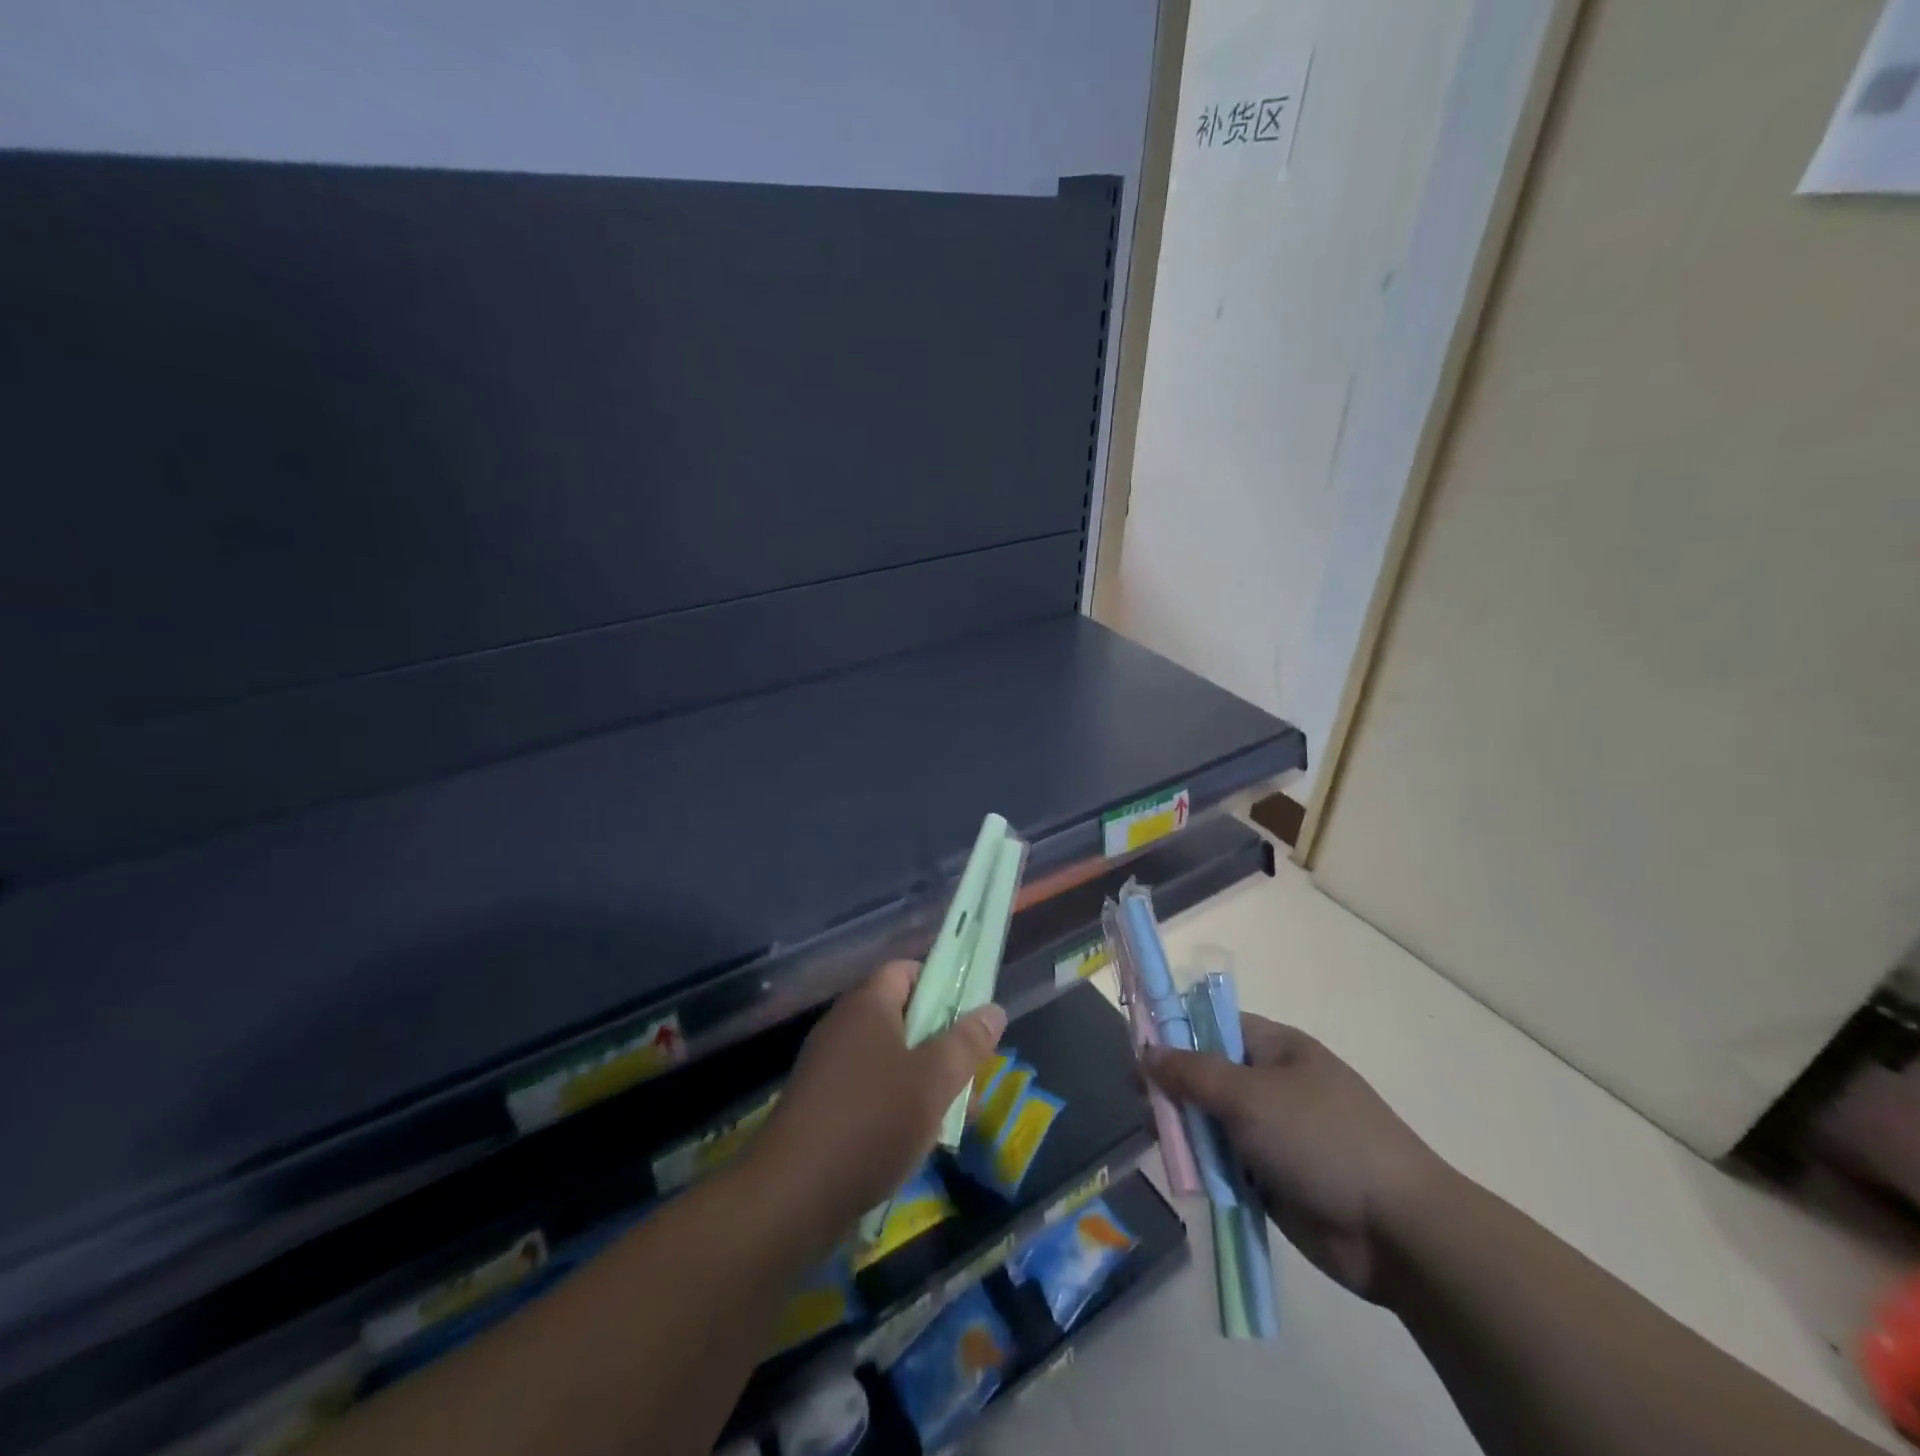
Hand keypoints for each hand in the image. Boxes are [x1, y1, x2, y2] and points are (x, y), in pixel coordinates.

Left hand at [748, 961, 1005, 1249]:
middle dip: (943, 1045)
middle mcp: (844, 1025)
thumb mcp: (935, 1080)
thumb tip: (993, 1010)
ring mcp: (828, 1066)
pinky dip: (897, 1106)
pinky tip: (916, 1142)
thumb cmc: (872, 1121)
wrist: (791, 1195)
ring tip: (954, 1120)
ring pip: (890, 1059)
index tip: (971, 1018)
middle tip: (971, 1079)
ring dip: (925, 1082)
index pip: (908, 971)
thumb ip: (967, 1042)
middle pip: (904, 1017)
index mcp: (868, 1004)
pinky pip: (870, 1090)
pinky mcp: (820, 1105)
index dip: (942, 985)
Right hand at [1144, 1015, 1443, 1301]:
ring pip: (1213, 1120)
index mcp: (1276, 1048)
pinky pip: (1227, 1161)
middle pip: (1208, 1074)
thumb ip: (1192, 1072)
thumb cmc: (1321, 1139)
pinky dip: (1206, 1166)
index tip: (1136, 1051)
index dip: (1174, 1033)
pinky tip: (1184, 1172)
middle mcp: (1273, 1083)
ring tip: (1161, 1141)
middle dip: (1174, 1088)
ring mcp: (1274, 1131)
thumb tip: (1145, 1052)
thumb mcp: (1249, 1095)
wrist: (1397, 1231)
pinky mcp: (1274, 1176)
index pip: (1213, 1025)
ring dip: (1187, 1130)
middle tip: (1141, 1103)